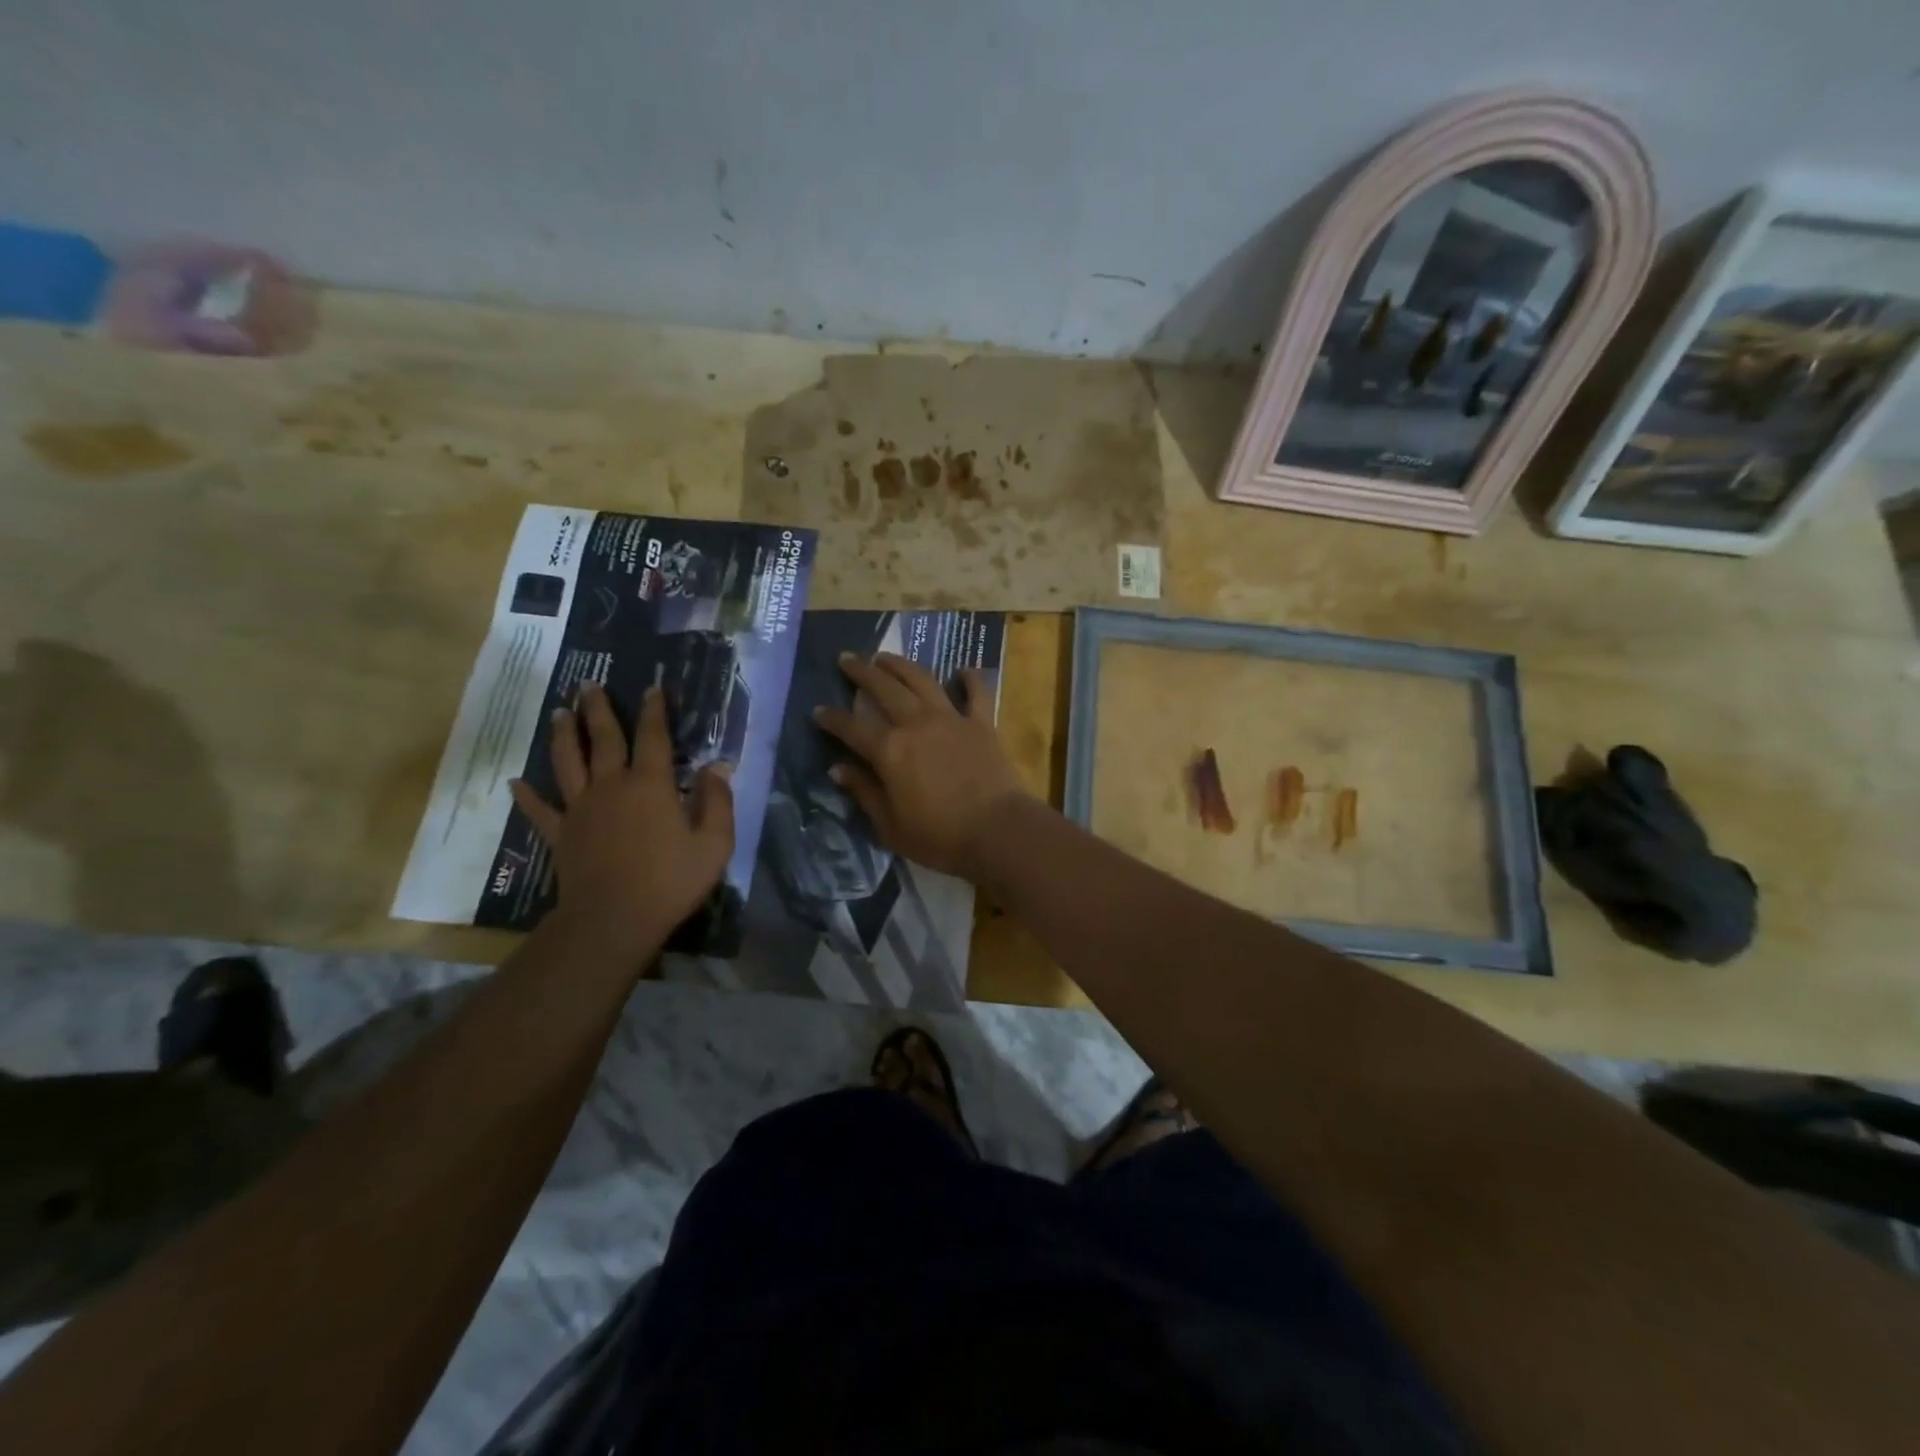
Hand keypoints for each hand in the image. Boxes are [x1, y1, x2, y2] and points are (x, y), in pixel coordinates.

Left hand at [510, 681, 733, 952]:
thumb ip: (718, 802)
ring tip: (560, 712)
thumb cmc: (671, 881)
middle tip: (589, 685)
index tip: (653, 688)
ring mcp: (581, 809)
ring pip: (568, 763)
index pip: (654, 738)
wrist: (614, 919)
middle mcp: (612, 786)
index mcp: (652, 785)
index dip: (655, 711)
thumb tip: (716, 768)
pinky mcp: (562, 835)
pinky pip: (540, 811)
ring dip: (564, 736)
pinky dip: (527, 796)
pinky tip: (515, 782)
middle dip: (598, 710)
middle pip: (604, 739)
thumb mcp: (714, 843)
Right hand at [813, 653, 1024, 880]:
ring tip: (886, 656)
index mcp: (889, 750)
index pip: (851, 727)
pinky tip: (963, 670)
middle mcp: (916, 724)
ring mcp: (951, 719)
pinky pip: (977, 693)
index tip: (818, 710)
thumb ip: (864, 792)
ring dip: (901, 665)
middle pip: (884, 688)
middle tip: (847, 658)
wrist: (997, 830)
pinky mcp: (982, 723)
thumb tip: (838, 769)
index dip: (832, 718)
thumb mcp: (890, 825)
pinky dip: (970, 678)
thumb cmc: (939, 837)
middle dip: (862, 672)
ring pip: (922, 680)